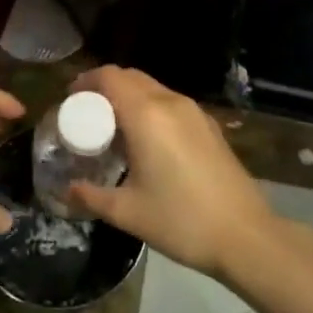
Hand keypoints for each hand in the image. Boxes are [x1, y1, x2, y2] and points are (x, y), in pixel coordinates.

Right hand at [66, 66, 280, 280]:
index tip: (71, 99)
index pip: (110, 77)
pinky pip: (172, 104)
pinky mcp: (210, 127)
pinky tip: (148, 142)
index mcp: (146, 115)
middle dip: (106, 88)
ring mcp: (195, 113)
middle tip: (88, 114)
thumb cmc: (180, 220)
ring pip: (154, 88)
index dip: (87, 81)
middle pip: (131, 77)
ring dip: (130, 98)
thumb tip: (67, 190)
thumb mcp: (127, 212)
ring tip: (115, 128)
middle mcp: (171, 103)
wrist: (245, 236)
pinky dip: (152, 109)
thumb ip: (91, 196)